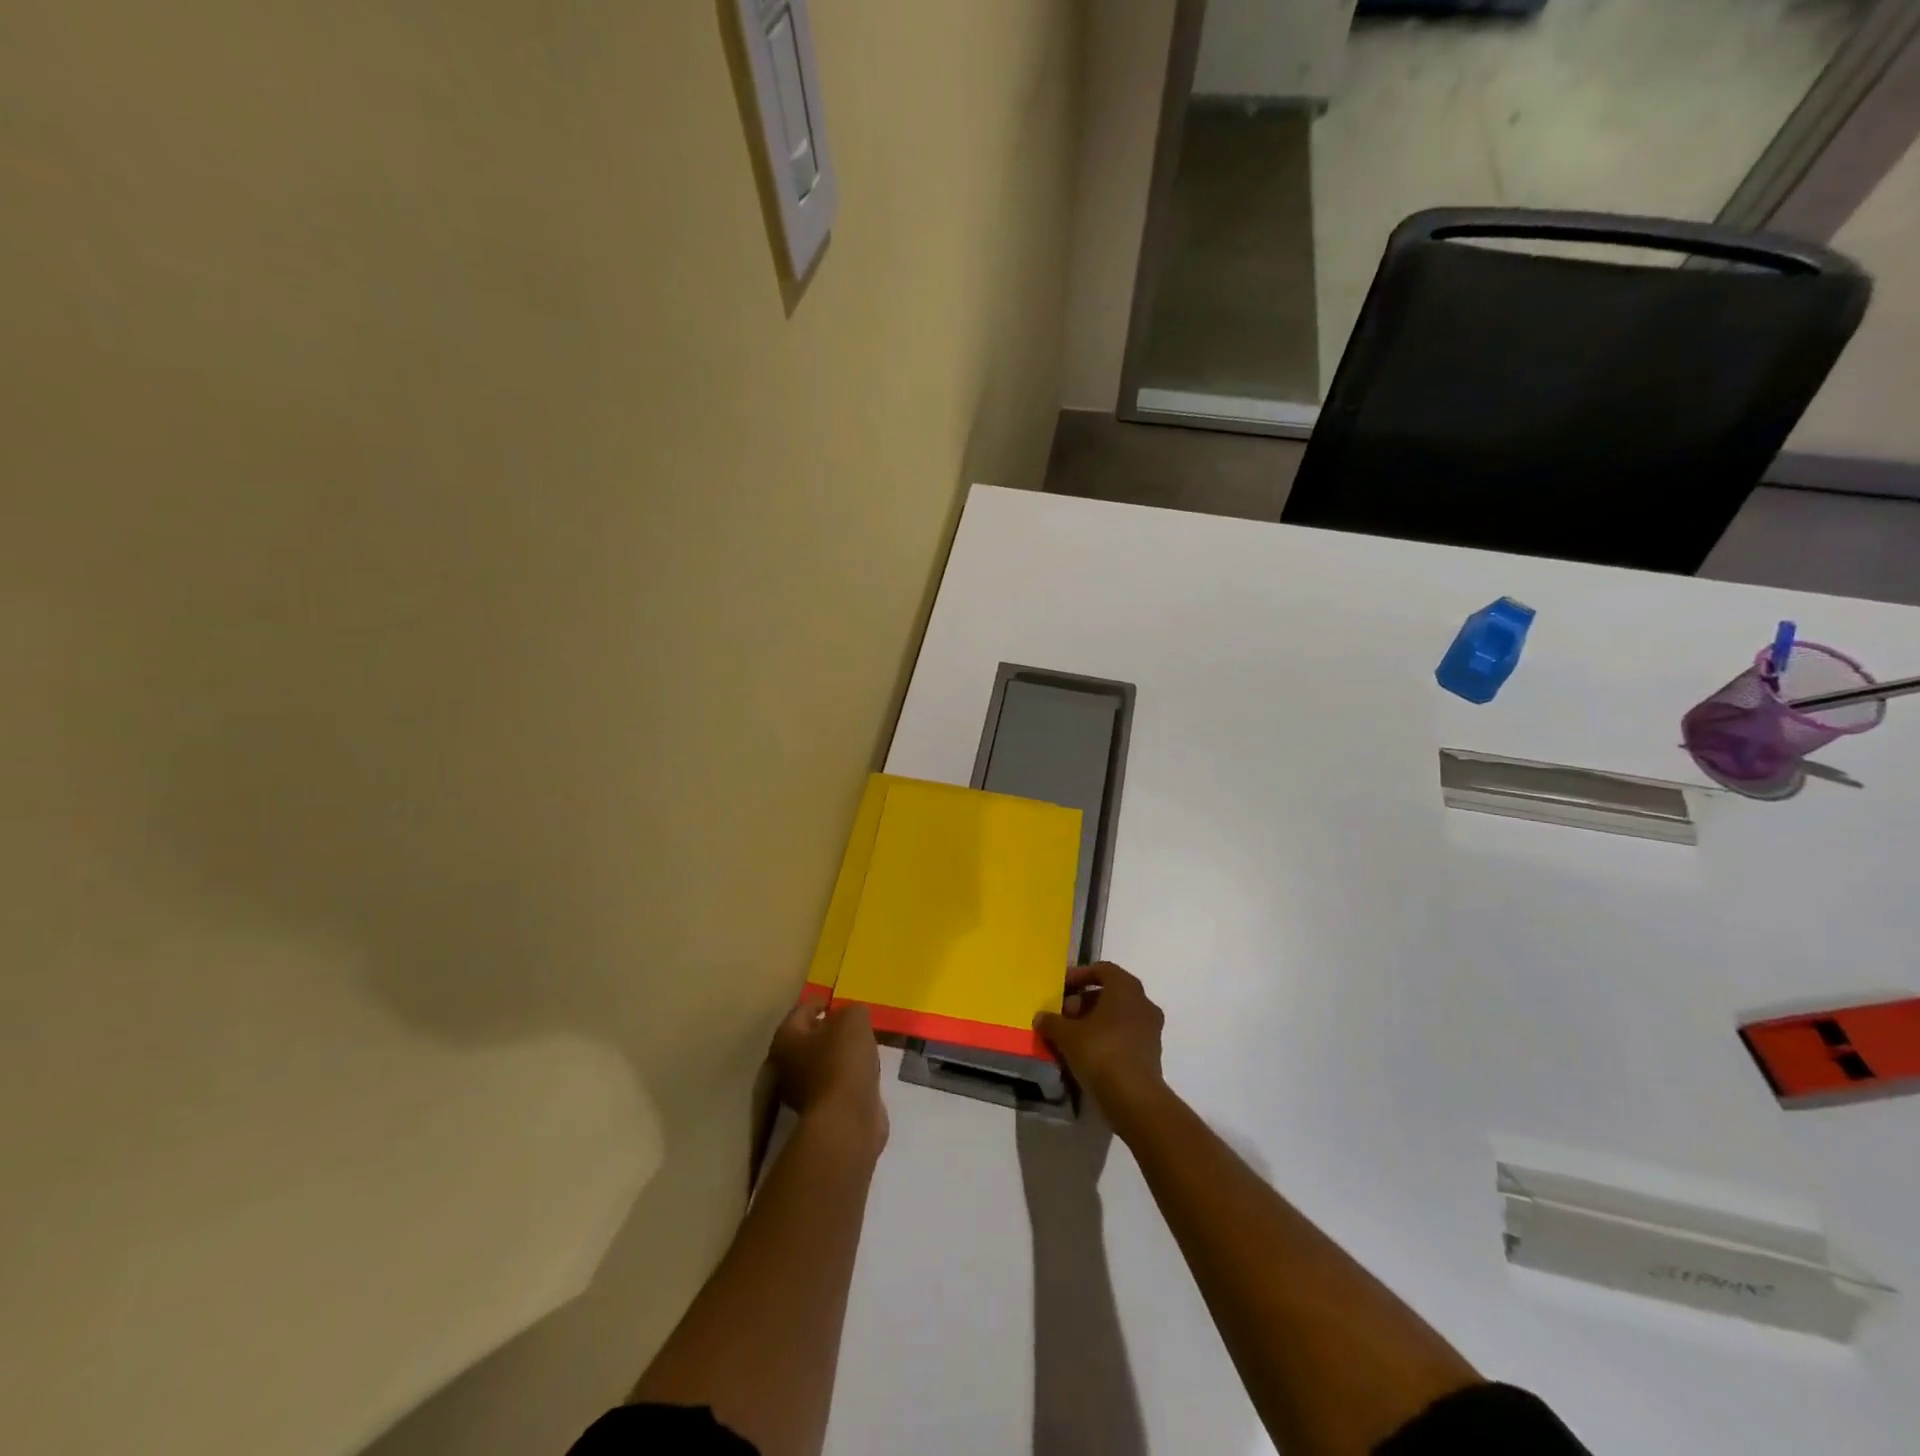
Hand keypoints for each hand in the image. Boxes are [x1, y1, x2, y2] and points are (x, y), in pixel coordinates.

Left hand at [771, 1002, 887, 1152]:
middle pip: (809, 1038)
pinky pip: (837, 1082)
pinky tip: (866, 1069)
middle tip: (853, 1022)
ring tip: (864, 1044)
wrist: (846, 1121)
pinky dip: (849, 1075)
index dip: (820, 1001)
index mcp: (786, 1039)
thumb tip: (851, 1016)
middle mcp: (787, 1065)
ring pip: (823, 1062)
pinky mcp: (823, 1110)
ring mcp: (803, 1091)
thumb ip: (852, 1010)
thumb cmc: (842, 1061)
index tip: (837, 999)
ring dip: (841, 1054)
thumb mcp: (853, 1020)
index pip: (801, 1010)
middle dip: (829, 1029)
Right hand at [1033, 962, 1165, 1120]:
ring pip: (1117, 1016)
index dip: (1079, 976)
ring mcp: (1150, 1029)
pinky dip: (1106, 1038)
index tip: (1061, 989)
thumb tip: (1041, 1016)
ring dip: (1094, 1021)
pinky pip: (1124, 1035)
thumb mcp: (1067, 1035)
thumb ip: (1052, 1021)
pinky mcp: (1151, 1053)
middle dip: (1084, 1002)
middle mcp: (1143, 1002)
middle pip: (1110, 993)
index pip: (1102, 970)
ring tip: (1070, 1037)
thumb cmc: (1101, 1053)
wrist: (1135, 1100)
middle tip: (1063, 1015)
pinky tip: (1086, 1054)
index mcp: (1126, 988)